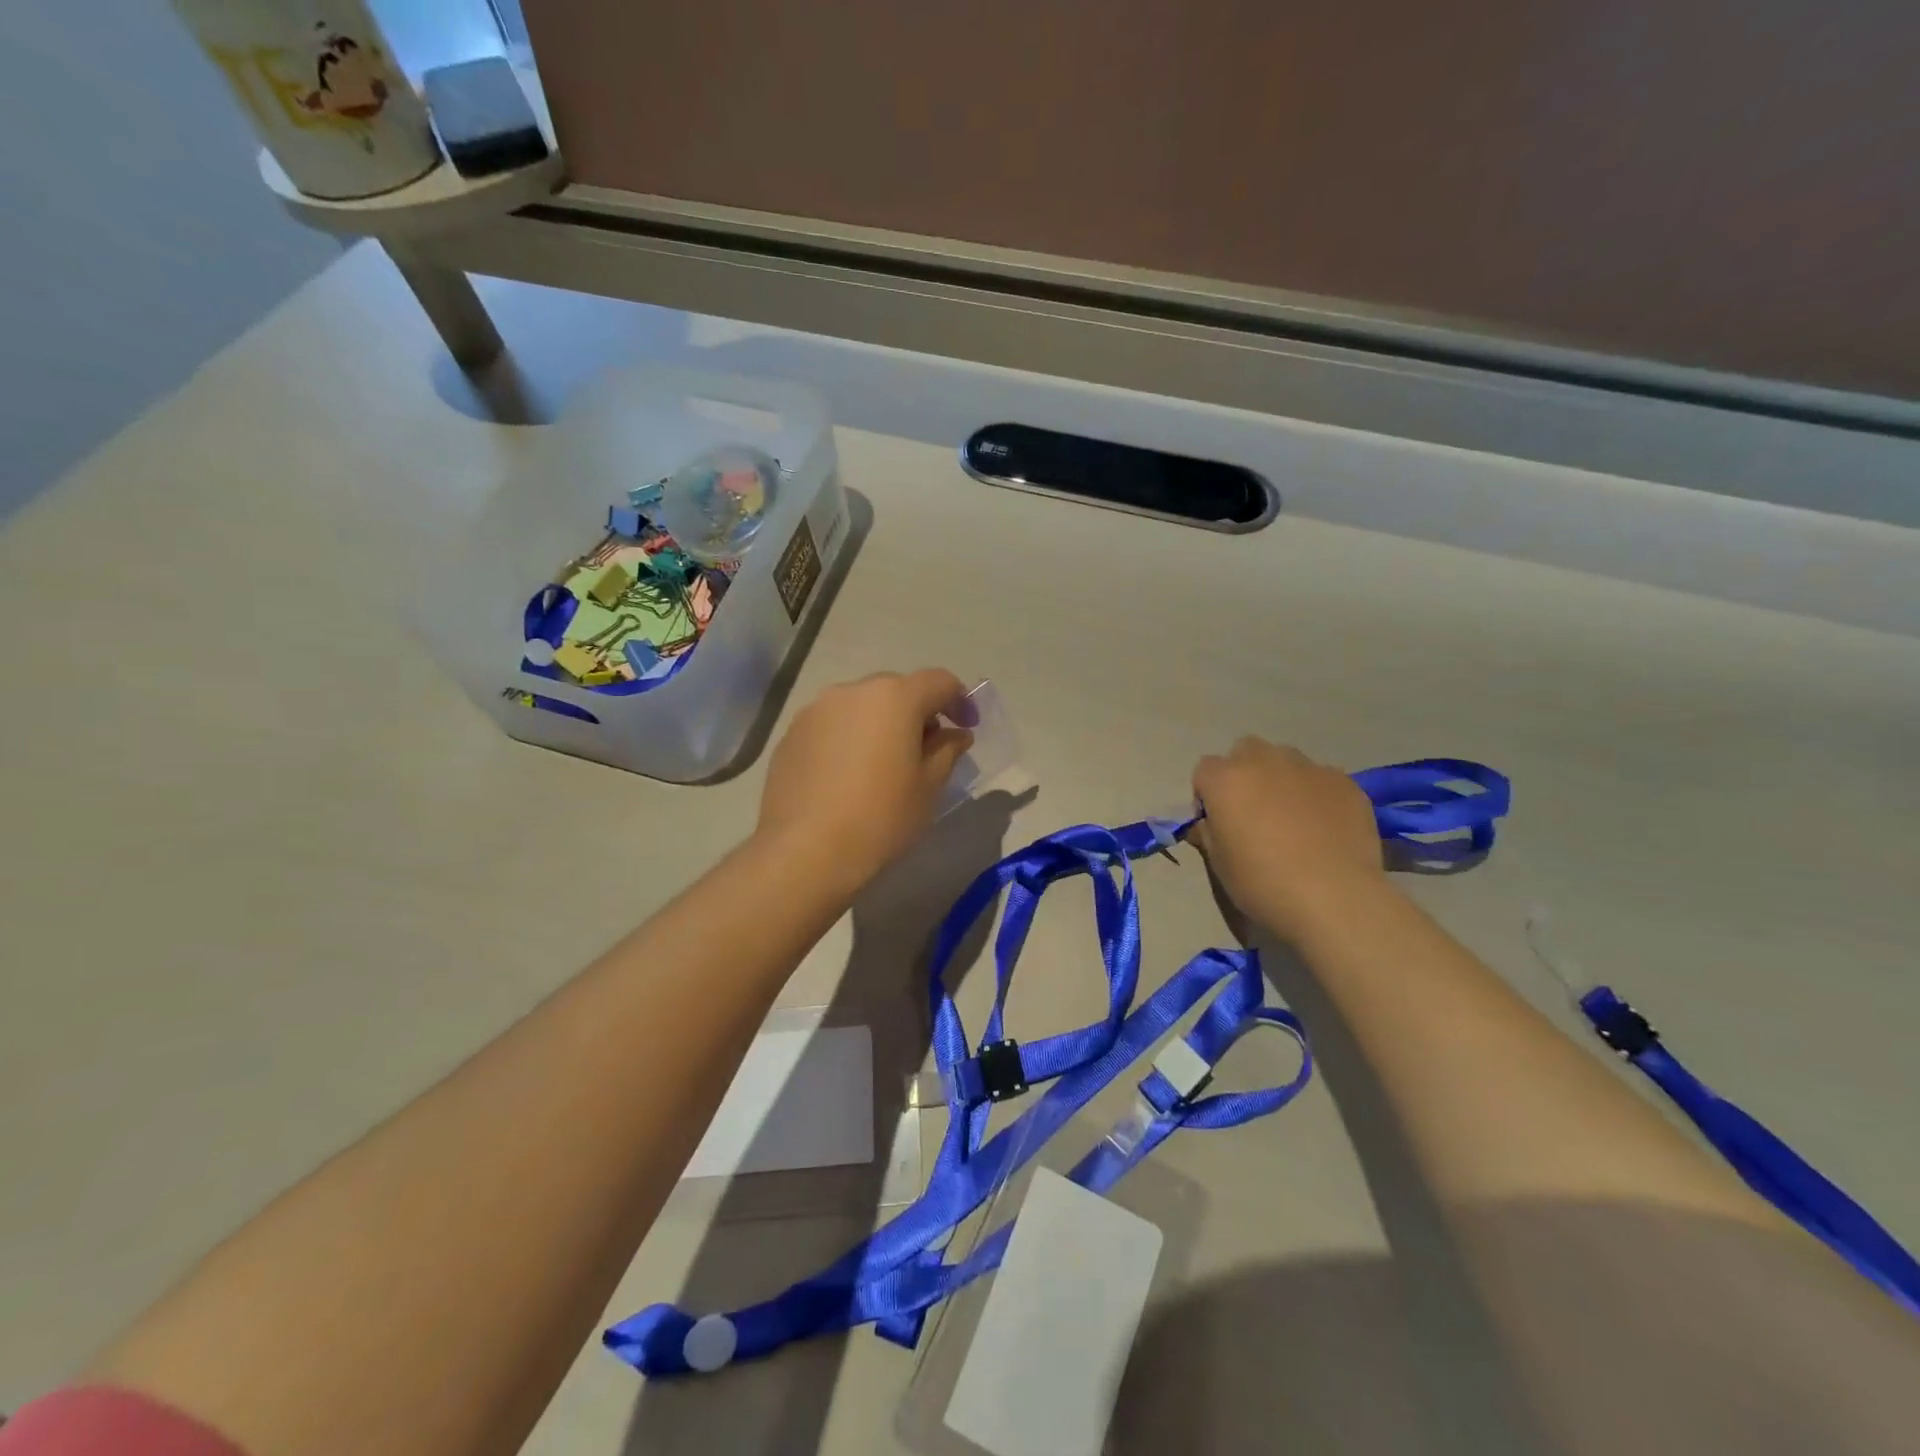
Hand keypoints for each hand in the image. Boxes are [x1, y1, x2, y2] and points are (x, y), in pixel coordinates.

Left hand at [757, 669, 974, 893]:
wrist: (806, 852)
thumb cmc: (881, 818)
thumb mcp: (928, 787)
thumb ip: (947, 751)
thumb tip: (955, 735)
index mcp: (894, 698)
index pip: (938, 681)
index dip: (959, 701)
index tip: (966, 727)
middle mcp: (852, 691)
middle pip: (896, 690)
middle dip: (917, 713)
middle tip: (926, 750)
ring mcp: (815, 711)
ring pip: (860, 706)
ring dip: (880, 724)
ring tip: (883, 764)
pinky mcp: (791, 734)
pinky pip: (832, 726)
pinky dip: (849, 739)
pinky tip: (848, 777)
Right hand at [1190, 738, 1385, 940]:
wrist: (1334, 898)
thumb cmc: (1262, 883)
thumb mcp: (1219, 864)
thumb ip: (1209, 832)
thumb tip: (1208, 823)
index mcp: (1226, 780)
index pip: (1205, 770)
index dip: (1207, 795)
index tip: (1217, 822)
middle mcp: (1264, 762)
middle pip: (1246, 750)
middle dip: (1244, 773)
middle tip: (1253, 811)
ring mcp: (1309, 768)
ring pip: (1286, 760)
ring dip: (1281, 779)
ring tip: (1294, 817)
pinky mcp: (1345, 782)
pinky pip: (1322, 778)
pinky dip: (1317, 794)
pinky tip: (1326, 827)